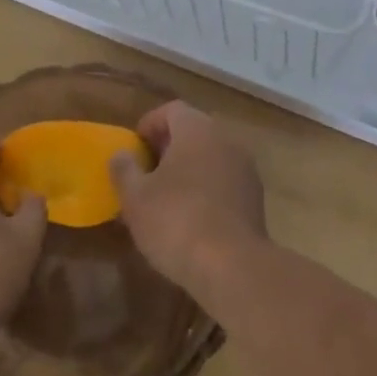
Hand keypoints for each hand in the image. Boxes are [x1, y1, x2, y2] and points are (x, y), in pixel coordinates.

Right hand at [111, 101, 266, 291]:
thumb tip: (121, 154)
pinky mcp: (255, 197)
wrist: (232, 265)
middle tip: (146, 173)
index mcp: (197, 129)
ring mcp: (245, 167)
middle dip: (168, 148)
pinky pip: (224, 181)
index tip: (134, 149)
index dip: (149, 124)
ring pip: (210, 157)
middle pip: (193, 131)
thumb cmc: (176, 221)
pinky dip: (206, 189)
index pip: (171, 110)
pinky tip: (190, 218)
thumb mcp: (135, 198)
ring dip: (188, 170)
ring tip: (165, 198)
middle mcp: (225, 139)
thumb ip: (124, 169)